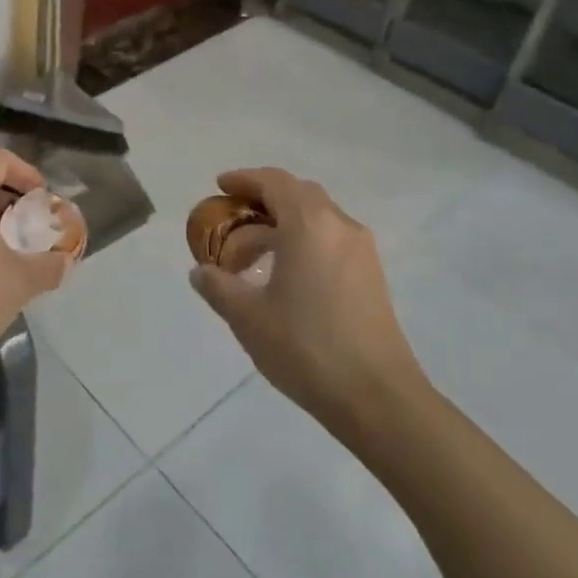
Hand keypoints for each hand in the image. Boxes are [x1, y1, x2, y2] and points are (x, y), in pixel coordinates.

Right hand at [187, 168, 428, 448]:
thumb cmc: (305, 347)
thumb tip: (200, 272)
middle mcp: (340, 226)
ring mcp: (361, 251)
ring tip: (252, 254)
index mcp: (309, 225)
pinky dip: (303, 241)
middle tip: (233, 218)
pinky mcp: (372, 276)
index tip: (220, 186)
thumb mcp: (247, 317)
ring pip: (317, 218)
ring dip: (283, 223)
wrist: (377, 397)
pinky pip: (331, 239)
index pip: (274, 182)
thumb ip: (218, 286)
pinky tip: (285, 274)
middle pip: (299, 194)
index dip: (244, 179)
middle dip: (263, 199)